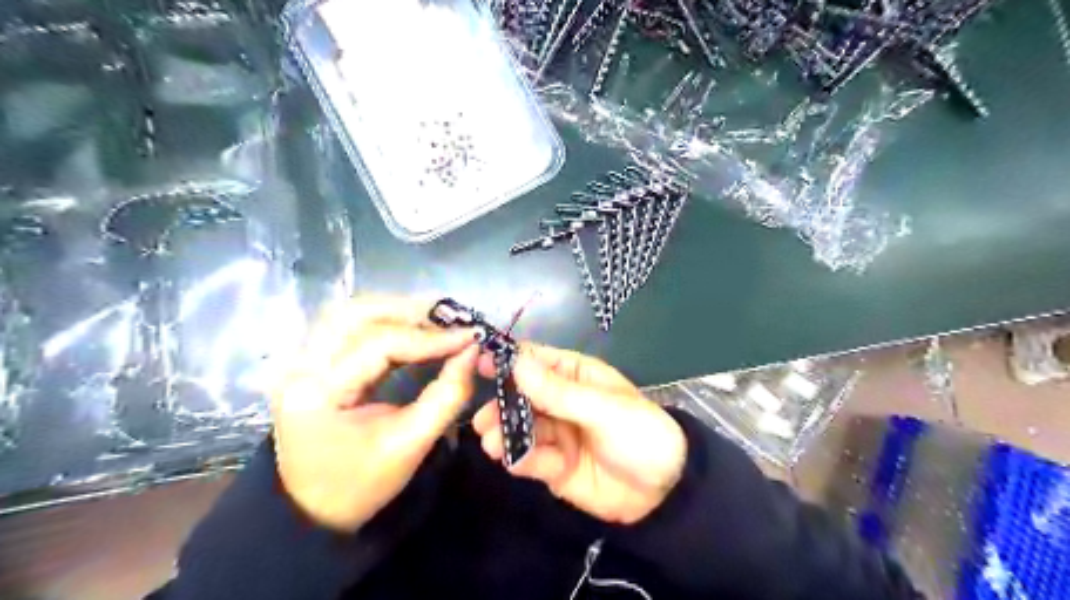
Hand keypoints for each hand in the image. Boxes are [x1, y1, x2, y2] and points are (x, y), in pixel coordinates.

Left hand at [270, 297, 478, 531]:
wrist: (312, 511)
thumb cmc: (361, 484)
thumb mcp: (410, 444)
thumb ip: (447, 395)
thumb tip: (472, 351)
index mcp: (318, 392)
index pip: (379, 344)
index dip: (430, 338)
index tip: (471, 336)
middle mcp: (300, 366)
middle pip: (355, 313)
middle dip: (410, 311)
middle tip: (453, 319)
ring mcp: (300, 361)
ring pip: (350, 312)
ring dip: (396, 310)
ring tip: (436, 319)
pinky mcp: (309, 362)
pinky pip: (348, 326)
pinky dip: (384, 320)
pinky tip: (412, 328)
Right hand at [473, 348, 689, 523]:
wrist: (664, 493)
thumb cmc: (640, 434)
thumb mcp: (602, 409)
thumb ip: (557, 391)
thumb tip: (515, 362)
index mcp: (575, 376)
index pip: (535, 360)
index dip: (508, 361)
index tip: (478, 365)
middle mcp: (560, 401)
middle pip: (520, 397)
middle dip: (501, 406)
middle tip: (482, 419)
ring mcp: (556, 434)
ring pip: (520, 428)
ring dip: (504, 434)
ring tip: (492, 443)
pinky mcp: (553, 465)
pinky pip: (530, 458)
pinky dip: (520, 459)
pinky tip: (515, 461)